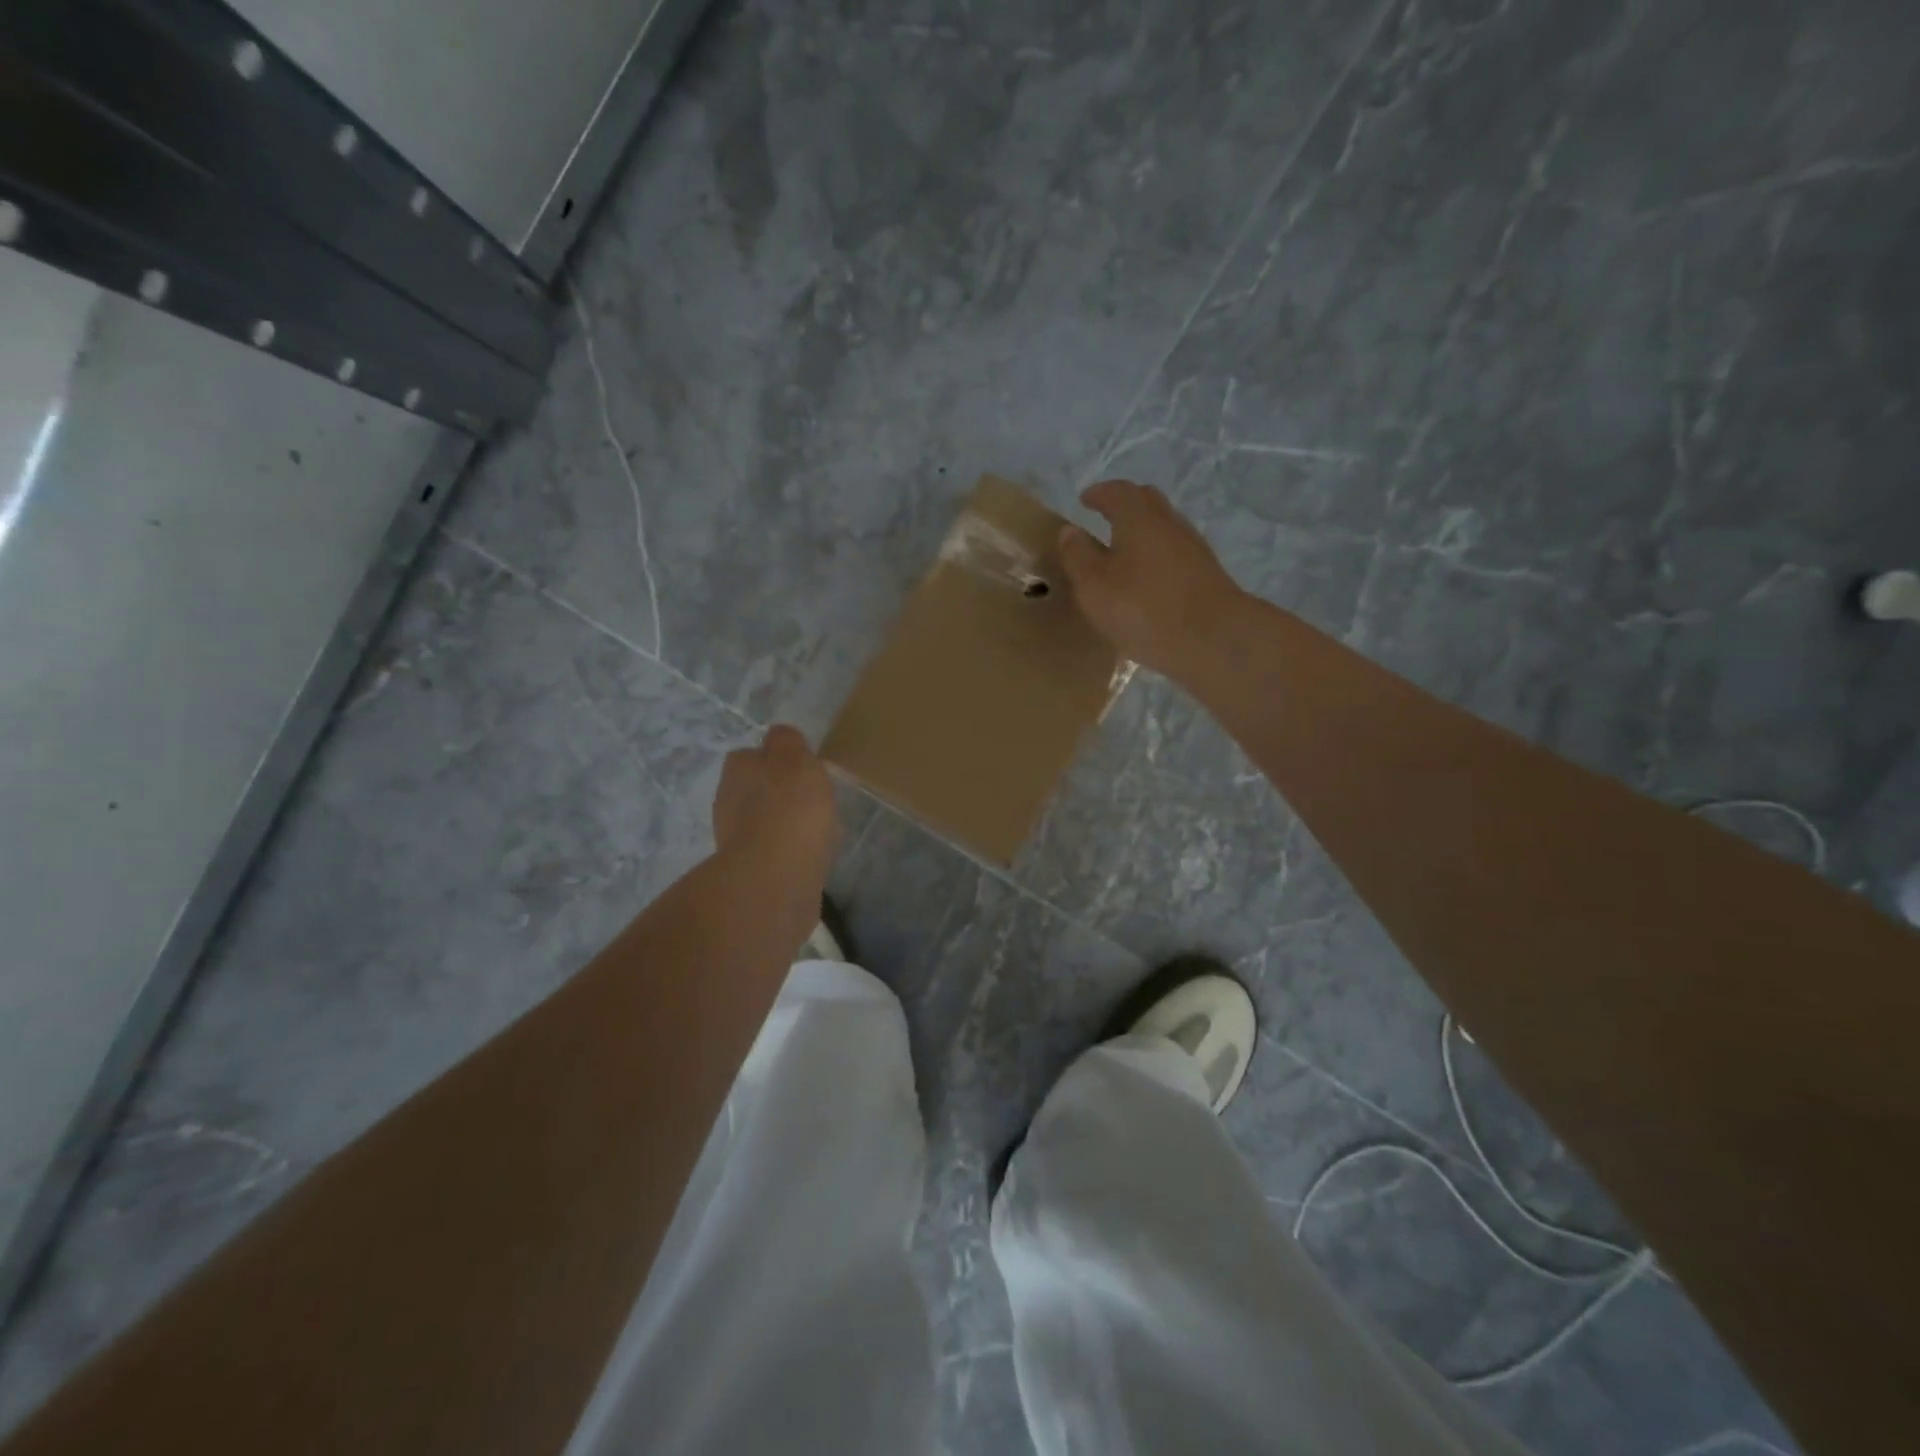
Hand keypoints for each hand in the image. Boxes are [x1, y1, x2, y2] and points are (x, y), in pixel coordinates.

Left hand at [712, 725, 840, 898]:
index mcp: (738, 770)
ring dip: (781, 824)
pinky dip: (785, 851)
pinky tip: (807, 856)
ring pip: (760, 822)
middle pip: (753, 790)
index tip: (800, 768)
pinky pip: (770, 852)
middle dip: (776, 793)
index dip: (775, 759)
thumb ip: (787, 741)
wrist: (775, 879)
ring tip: (813, 830)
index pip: (751, 755)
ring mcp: (734, 840)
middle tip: (809, 799)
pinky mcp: (747, 872)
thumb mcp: (796, 759)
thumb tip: (778, 735)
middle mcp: (727, 801)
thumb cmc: (790, 810)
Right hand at [1058, 480, 1246, 679]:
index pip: (1117, 492)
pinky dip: (1157, 556)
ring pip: (1164, 528)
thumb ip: (1078, 556)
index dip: (1099, 494)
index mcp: (1139, 519)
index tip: (1084, 500)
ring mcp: (1193, 549)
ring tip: (1123, 551)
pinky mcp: (1206, 575)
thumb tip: (1069, 531)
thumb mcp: (1094, 586)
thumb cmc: (1143, 608)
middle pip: (1147, 502)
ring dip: (1143, 532)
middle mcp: (1169, 524)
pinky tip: (1147, 579)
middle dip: (1125, 504)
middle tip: (1105, 516)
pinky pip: (1175, 554)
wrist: (1213, 639)